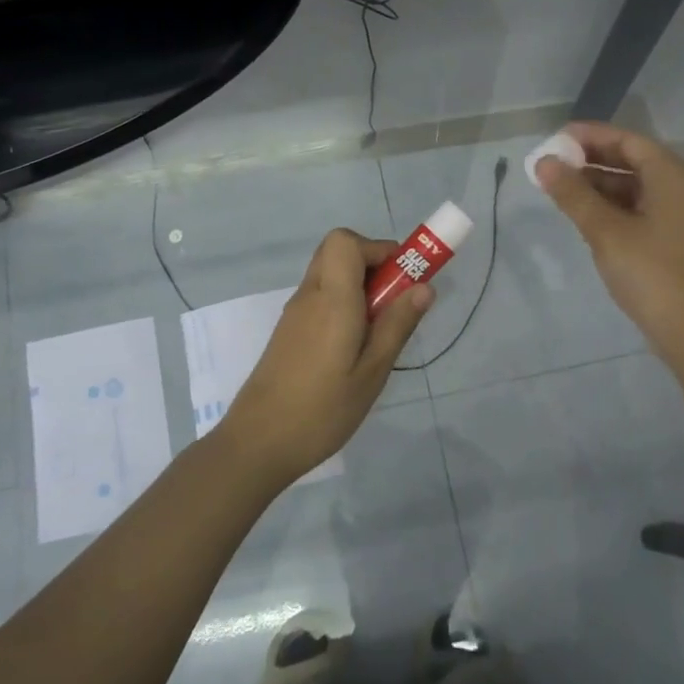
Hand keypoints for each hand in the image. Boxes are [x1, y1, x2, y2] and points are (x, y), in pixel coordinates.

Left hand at [212, 230, 433, 487]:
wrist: (259, 442)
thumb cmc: (323, 410)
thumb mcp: (372, 372)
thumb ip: (397, 324)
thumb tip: (425, 286)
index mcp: (331, 298)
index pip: (346, 241)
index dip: (378, 249)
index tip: (404, 279)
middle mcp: (309, 296)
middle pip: (337, 251)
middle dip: (372, 264)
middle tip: (394, 302)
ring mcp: (294, 313)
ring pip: (329, 275)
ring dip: (358, 286)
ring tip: (378, 331)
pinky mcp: (288, 332)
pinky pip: (320, 298)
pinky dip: (342, 304)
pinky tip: (353, 348)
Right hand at [535, 122, 683, 371]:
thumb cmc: (651, 274)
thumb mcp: (605, 231)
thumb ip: (573, 194)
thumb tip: (544, 163)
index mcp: (674, 177)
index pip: (629, 141)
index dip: (591, 136)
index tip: (556, 138)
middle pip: (635, 162)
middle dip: (593, 161)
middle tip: (553, 164)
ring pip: (637, 188)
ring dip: (601, 185)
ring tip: (561, 189)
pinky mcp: (680, 240)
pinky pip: (644, 209)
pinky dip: (615, 207)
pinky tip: (587, 216)